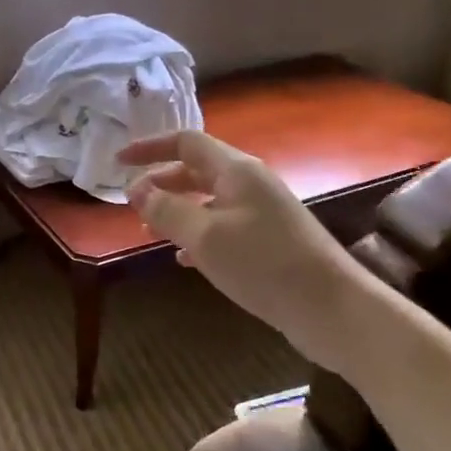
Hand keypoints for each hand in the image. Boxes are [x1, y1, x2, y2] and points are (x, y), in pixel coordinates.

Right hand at [119, 130, 346, 345]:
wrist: (331, 309)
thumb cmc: (263, 264)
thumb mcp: (204, 235)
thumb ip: (165, 209)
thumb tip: (136, 190)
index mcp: (236, 170)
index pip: (186, 142)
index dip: (149, 147)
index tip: (118, 161)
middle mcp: (249, 184)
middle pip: (196, 169)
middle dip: (161, 182)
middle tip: (132, 203)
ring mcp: (262, 213)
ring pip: (207, 200)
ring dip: (176, 211)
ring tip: (149, 232)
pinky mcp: (268, 241)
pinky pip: (222, 226)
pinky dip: (197, 235)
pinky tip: (183, 259)